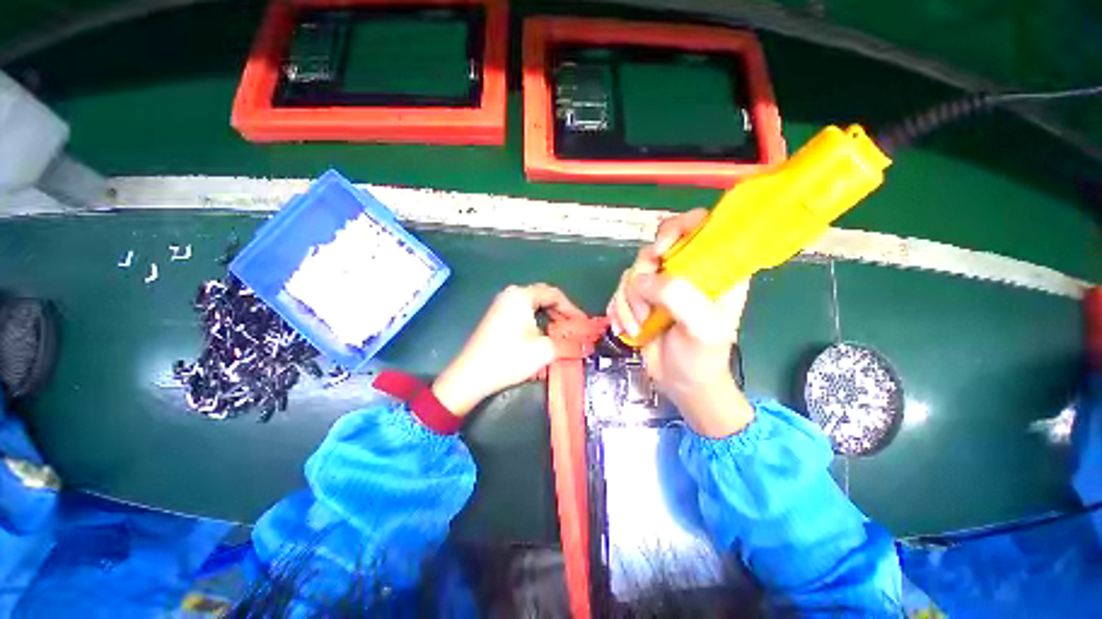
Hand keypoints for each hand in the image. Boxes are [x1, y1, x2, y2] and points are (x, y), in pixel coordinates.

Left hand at [433, 284, 585, 416]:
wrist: (471, 376)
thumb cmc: (509, 358)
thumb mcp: (544, 350)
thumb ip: (569, 344)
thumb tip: (588, 345)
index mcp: (522, 295)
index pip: (554, 294)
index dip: (572, 309)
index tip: (582, 324)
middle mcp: (511, 295)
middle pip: (544, 298)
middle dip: (561, 315)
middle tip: (573, 330)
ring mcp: (501, 305)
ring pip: (533, 307)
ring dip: (549, 320)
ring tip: (560, 336)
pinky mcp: (496, 317)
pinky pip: (523, 314)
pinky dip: (537, 323)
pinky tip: (542, 338)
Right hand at [607, 210, 753, 437]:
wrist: (681, 383)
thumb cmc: (702, 357)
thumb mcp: (702, 327)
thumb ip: (678, 296)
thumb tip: (640, 280)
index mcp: (714, 268)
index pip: (699, 225)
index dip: (678, 228)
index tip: (662, 252)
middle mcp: (686, 270)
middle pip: (654, 248)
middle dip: (642, 278)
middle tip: (645, 305)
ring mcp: (660, 285)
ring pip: (632, 273)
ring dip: (628, 302)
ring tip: (638, 327)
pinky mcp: (640, 299)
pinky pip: (619, 291)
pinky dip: (617, 310)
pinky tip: (626, 329)